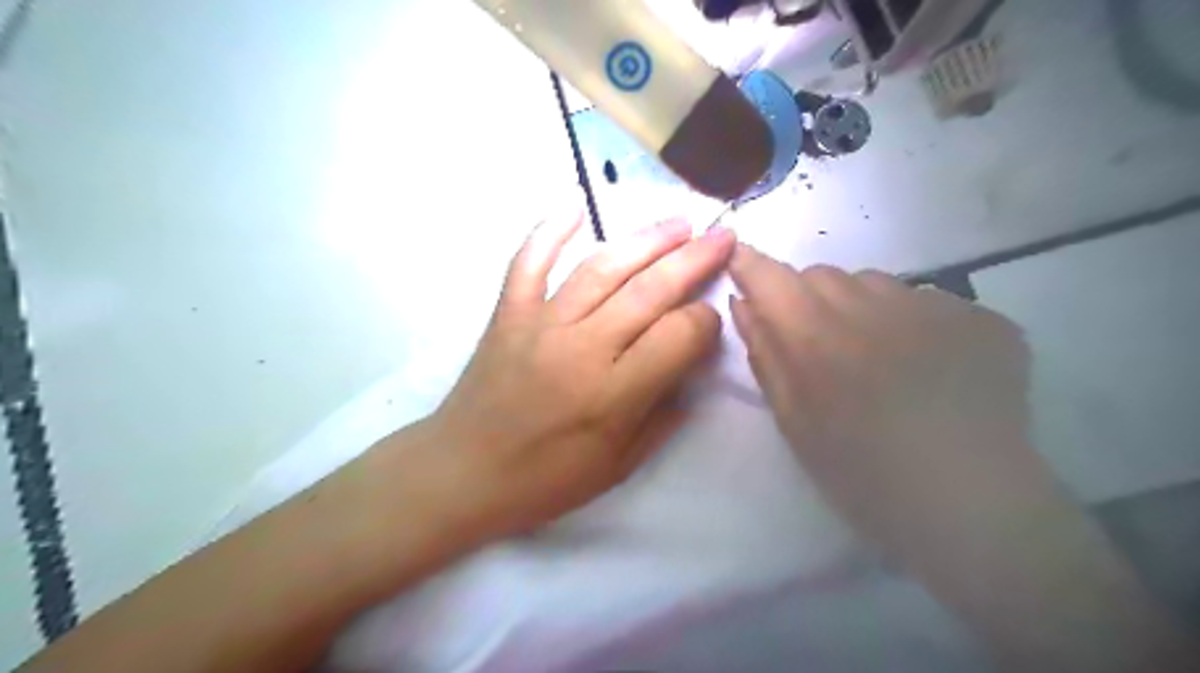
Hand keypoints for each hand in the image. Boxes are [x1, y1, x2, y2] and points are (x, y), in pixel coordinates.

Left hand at [419, 201, 737, 537]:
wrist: (463, 472)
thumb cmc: (545, 480)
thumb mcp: (619, 466)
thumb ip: (663, 416)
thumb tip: (691, 368)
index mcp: (612, 394)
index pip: (678, 336)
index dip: (705, 323)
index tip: (710, 321)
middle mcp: (580, 348)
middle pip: (649, 291)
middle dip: (694, 260)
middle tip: (723, 237)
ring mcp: (540, 323)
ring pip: (601, 268)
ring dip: (645, 240)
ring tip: (679, 224)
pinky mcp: (508, 313)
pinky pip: (528, 262)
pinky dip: (548, 230)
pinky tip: (574, 202)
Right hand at [720, 247, 1051, 562]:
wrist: (970, 506)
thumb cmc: (860, 472)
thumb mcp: (793, 421)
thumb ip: (764, 354)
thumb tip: (743, 302)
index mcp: (816, 335)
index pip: (769, 275)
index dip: (750, 265)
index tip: (742, 267)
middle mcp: (871, 305)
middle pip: (821, 275)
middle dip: (807, 299)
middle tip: (819, 346)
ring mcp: (933, 306)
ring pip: (874, 283)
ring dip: (860, 307)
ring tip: (879, 358)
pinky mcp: (981, 318)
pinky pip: (928, 302)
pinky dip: (914, 324)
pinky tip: (929, 368)